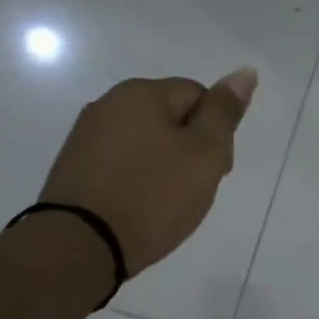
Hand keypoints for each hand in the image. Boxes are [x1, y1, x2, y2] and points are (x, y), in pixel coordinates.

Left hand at [41, 70, 256, 275]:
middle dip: (189, 150)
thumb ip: (224, 112)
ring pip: (145, 144)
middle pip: (170, 119)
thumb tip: (244, 72)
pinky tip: (139, 208)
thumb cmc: (152, 196)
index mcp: (140, 93)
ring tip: (166, 204)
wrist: (80, 246)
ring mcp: (85, 137)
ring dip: (163, 167)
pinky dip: (137, 182)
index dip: (216, 133)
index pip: (198, 96)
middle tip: (193, 191)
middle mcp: (108, 105)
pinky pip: (121, 165)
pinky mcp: (74, 169)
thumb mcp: (204, 153)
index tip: (215, 170)